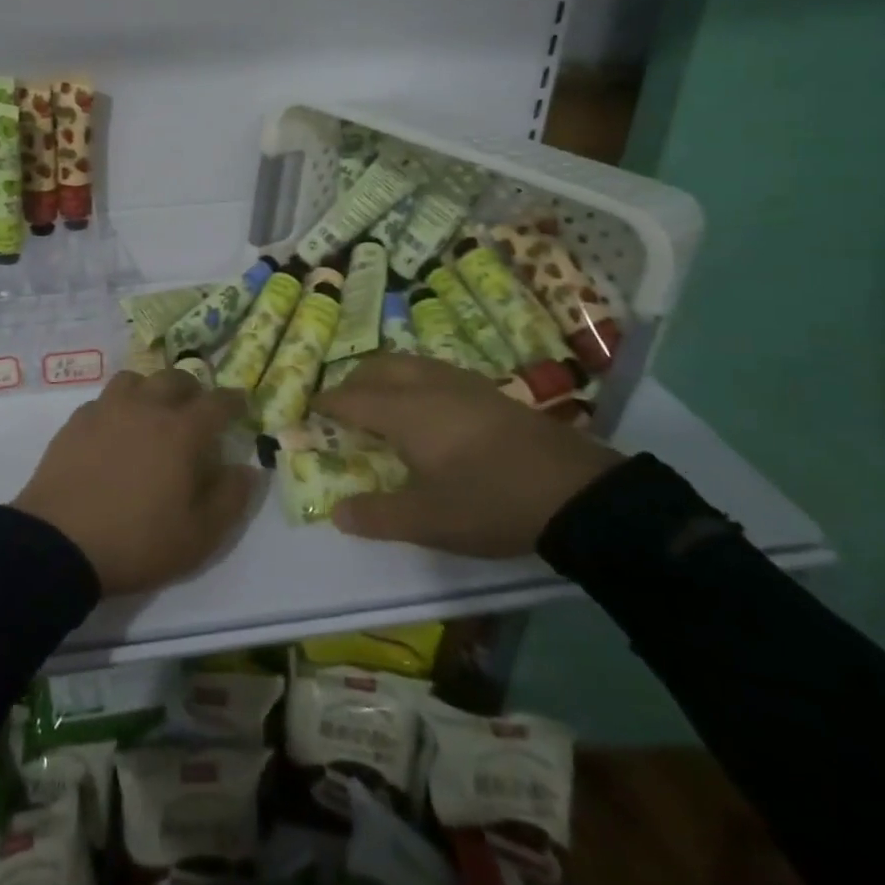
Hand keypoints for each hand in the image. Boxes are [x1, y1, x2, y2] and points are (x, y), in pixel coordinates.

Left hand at [13, 369, 255, 596]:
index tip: (241, 403)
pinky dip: (119, 405)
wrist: (60, 543)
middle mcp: (146, 408)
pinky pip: (105, 399)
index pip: (217, 403)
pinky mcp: (76, 421)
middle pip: (175, 379)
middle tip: (197, 409)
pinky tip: (116, 429)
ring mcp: (107, 409)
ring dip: (152, 389)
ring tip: (154, 412)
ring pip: (136, 379)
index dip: (233, 401)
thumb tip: (248, 469)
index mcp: (181, 431)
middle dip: (193, 389)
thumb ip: (231, 498)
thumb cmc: (137, 542)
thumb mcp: (199, 536)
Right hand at [311, 354, 623, 556]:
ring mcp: (461, 383)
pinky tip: (428, 405)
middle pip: (377, 369)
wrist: (575, 492)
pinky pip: (433, 370)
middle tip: (342, 406)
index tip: (309, 410)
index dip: (326, 403)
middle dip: (353, 382)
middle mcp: (426, 386)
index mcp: (404, 411)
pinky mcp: (488, 390)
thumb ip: (377, 516)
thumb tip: (336, 513)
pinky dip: (413, 379)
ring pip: (408, 363)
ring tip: (380, 401)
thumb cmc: (490, 502)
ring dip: (384, 376)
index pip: (351, 398)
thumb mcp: (428, 521)